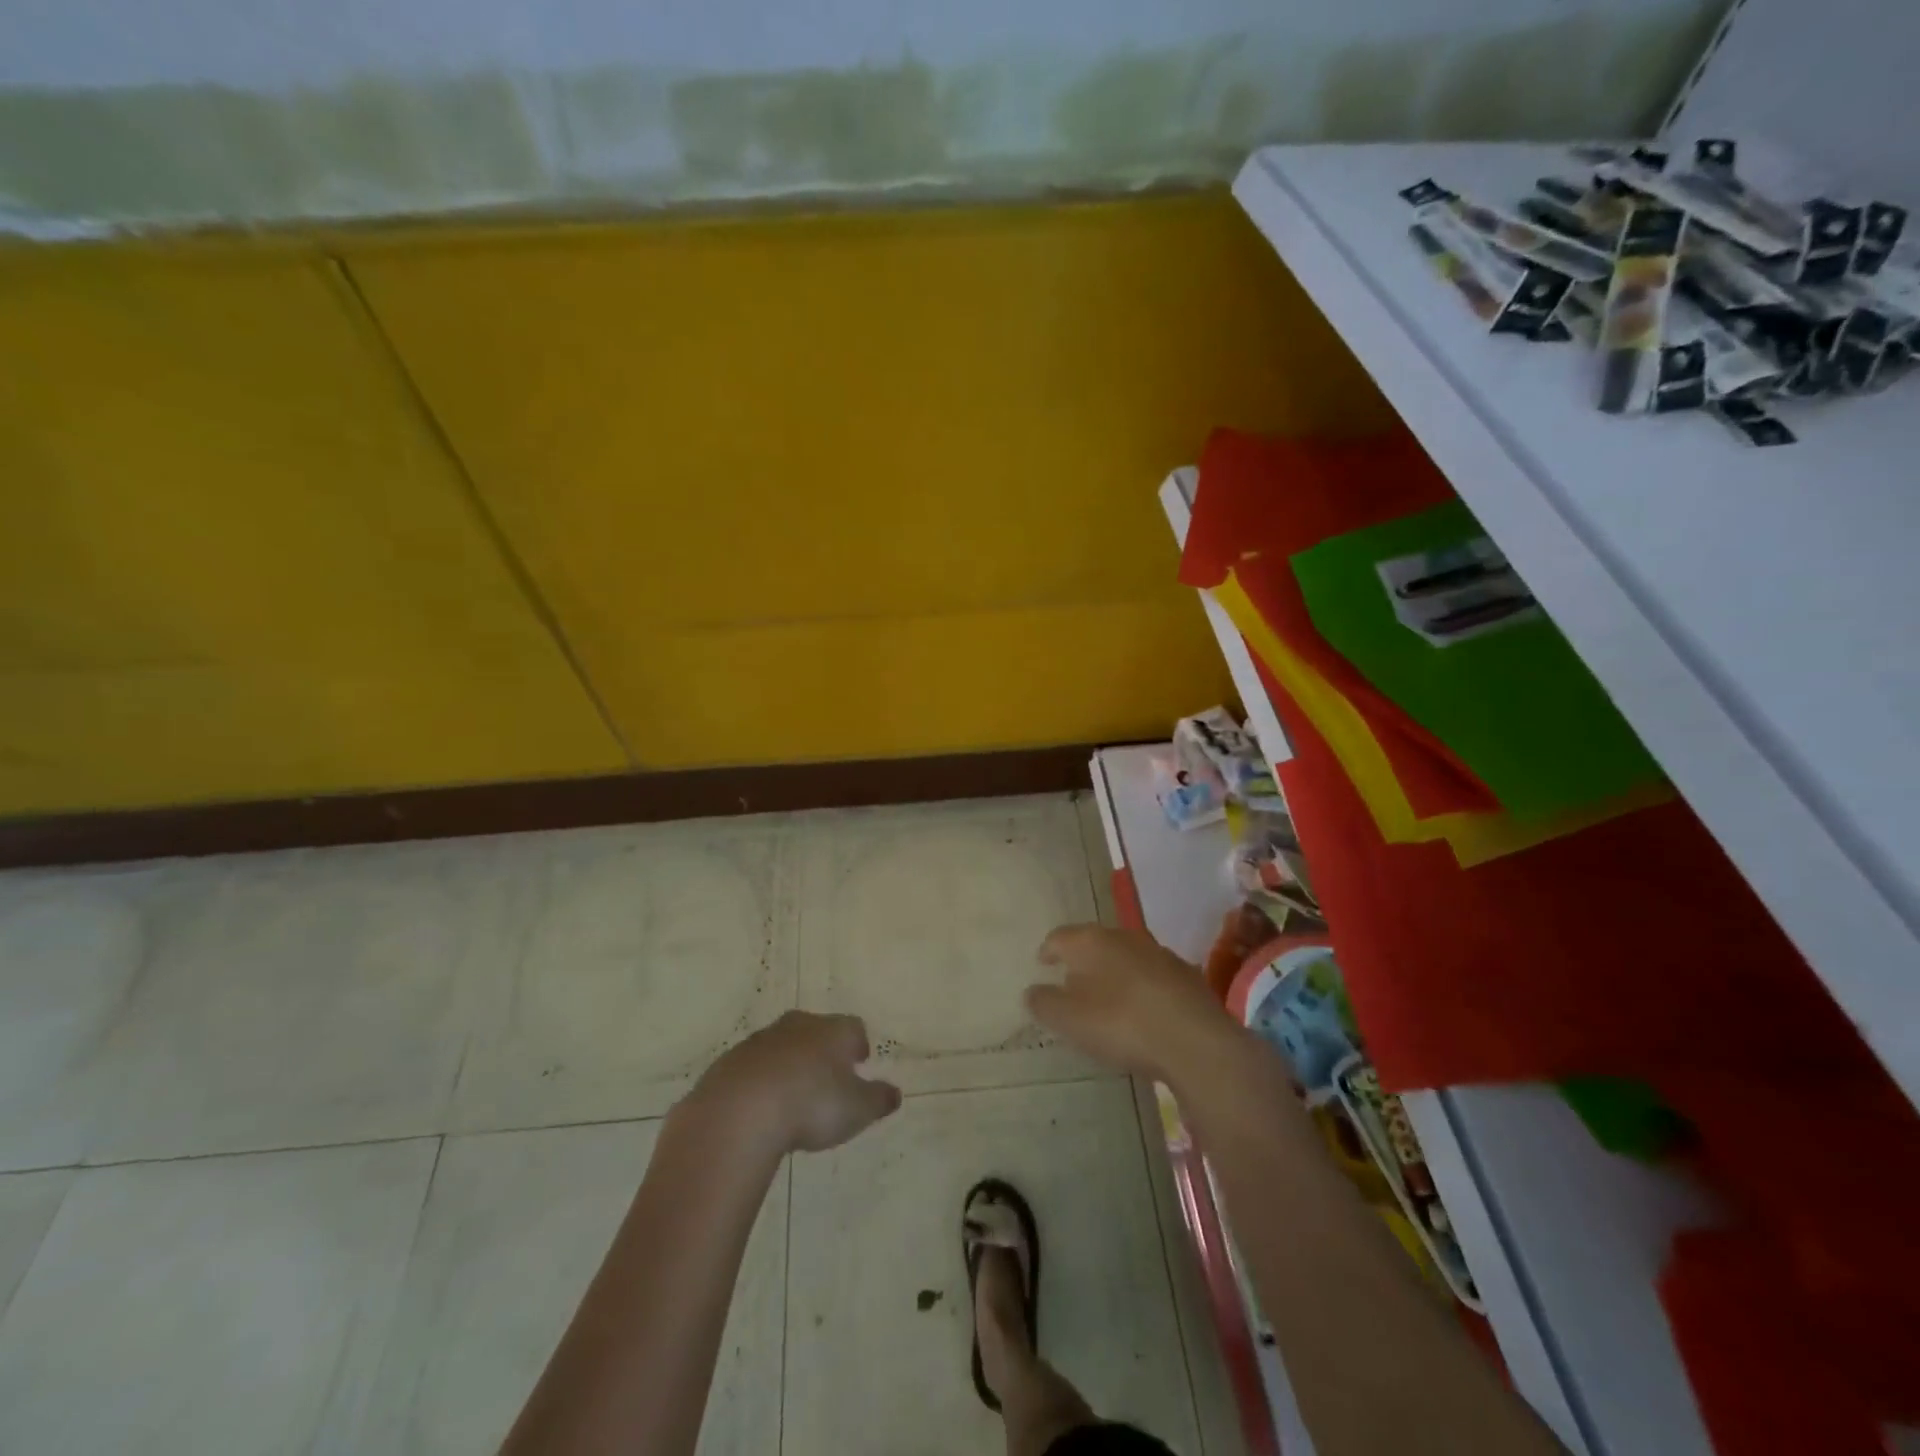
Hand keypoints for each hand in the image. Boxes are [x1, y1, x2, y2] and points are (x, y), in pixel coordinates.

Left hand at [689, 1011, 902, 1155]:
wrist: (739, 1112)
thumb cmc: (811, 1105)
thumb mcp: (857, 1109)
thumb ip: (878, 1099)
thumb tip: (895, 1093)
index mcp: (832, 1031)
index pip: (853, 1027)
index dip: (858, 1043)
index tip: (859, 1062)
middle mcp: (798, 1026)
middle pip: (816, 1030)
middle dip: (822, 1049)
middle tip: (827, 1075)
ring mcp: (760, 1041)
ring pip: (782, 1046)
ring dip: (789, 1064)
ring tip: (792, 1095)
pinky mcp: (729, 1062)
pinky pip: (752, 1068)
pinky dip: (760, 1081)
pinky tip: (760, 1108)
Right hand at [1026, 924, 1242, 1085]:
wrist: (1195, 1042)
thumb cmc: (1121, 1023)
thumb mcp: (1069, 1020)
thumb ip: (1044, 1003)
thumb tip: (1032, 991)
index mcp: (1091, 941)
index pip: (1060, 936)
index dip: (1048, 950)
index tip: (1042, 963)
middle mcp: (1125, 937)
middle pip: (1095, 943)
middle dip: (1082, 961)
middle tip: (1072, 982)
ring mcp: (1160, 954)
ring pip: (1126, 958)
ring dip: (1114, 974)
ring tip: (1107, 999)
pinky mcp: (1187, 976)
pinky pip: (1153, 977)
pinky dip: (1142, 989)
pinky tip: (1142, 1012)